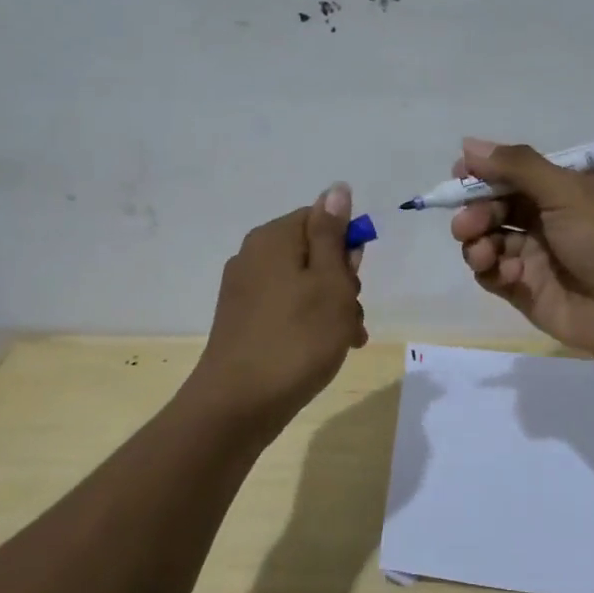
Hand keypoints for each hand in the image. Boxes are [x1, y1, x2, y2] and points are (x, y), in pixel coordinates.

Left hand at [190, 184, 367, 434]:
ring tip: (345, 341)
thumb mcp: (329, 282)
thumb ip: (333, 234)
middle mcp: (253, 256)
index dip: (346, 248)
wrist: (239, 404)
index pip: (321, 218)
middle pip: (313, 253)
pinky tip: (324, 351)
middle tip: (351, 315)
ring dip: (331, 308)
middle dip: (342, 282)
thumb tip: (336, 188)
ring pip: (303, 285)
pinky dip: (309, 324)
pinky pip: (286, 309)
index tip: (355, 281)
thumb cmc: (297, 338)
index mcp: (273, 238)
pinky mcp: (242, 321)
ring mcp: (244, 290)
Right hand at [450, 139, 593, 365]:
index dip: (483, 173)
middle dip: (474, 211)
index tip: (459, 176)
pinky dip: (491, 270)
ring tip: (484, 253)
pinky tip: (508, 275)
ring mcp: (534, 254)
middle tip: (467, 224)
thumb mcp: (567, 191)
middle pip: (492, 205)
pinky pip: (492, 273)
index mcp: (561, 187)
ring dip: (476, 242)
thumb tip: (468, 144)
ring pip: (486, 239)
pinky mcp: (524, 288)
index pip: (511, 171)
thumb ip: (517, 166)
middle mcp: (545, 216)